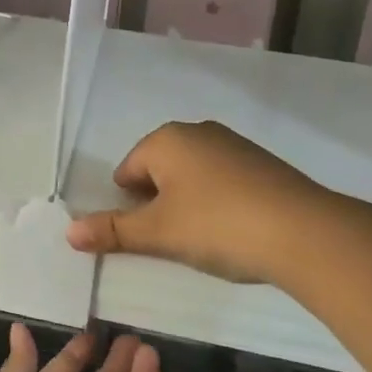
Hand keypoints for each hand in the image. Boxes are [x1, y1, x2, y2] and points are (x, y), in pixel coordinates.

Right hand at [66, 119, 346, 283]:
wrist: (304, 231)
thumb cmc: (218, 225)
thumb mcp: (159, 233)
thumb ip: (112, 230)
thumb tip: (68, 232)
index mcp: (166, 140)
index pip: (127, 170)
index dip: (129, 205)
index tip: (146, 236)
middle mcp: (197, 131)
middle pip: (159, 169)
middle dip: (158, 203)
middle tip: (172, 240)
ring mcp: (233, 144)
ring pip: (192, 174)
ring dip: (188, 202)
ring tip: (203, 239)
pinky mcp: (262, 163)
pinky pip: (223, 179)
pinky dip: (219, 201)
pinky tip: (233, 230)